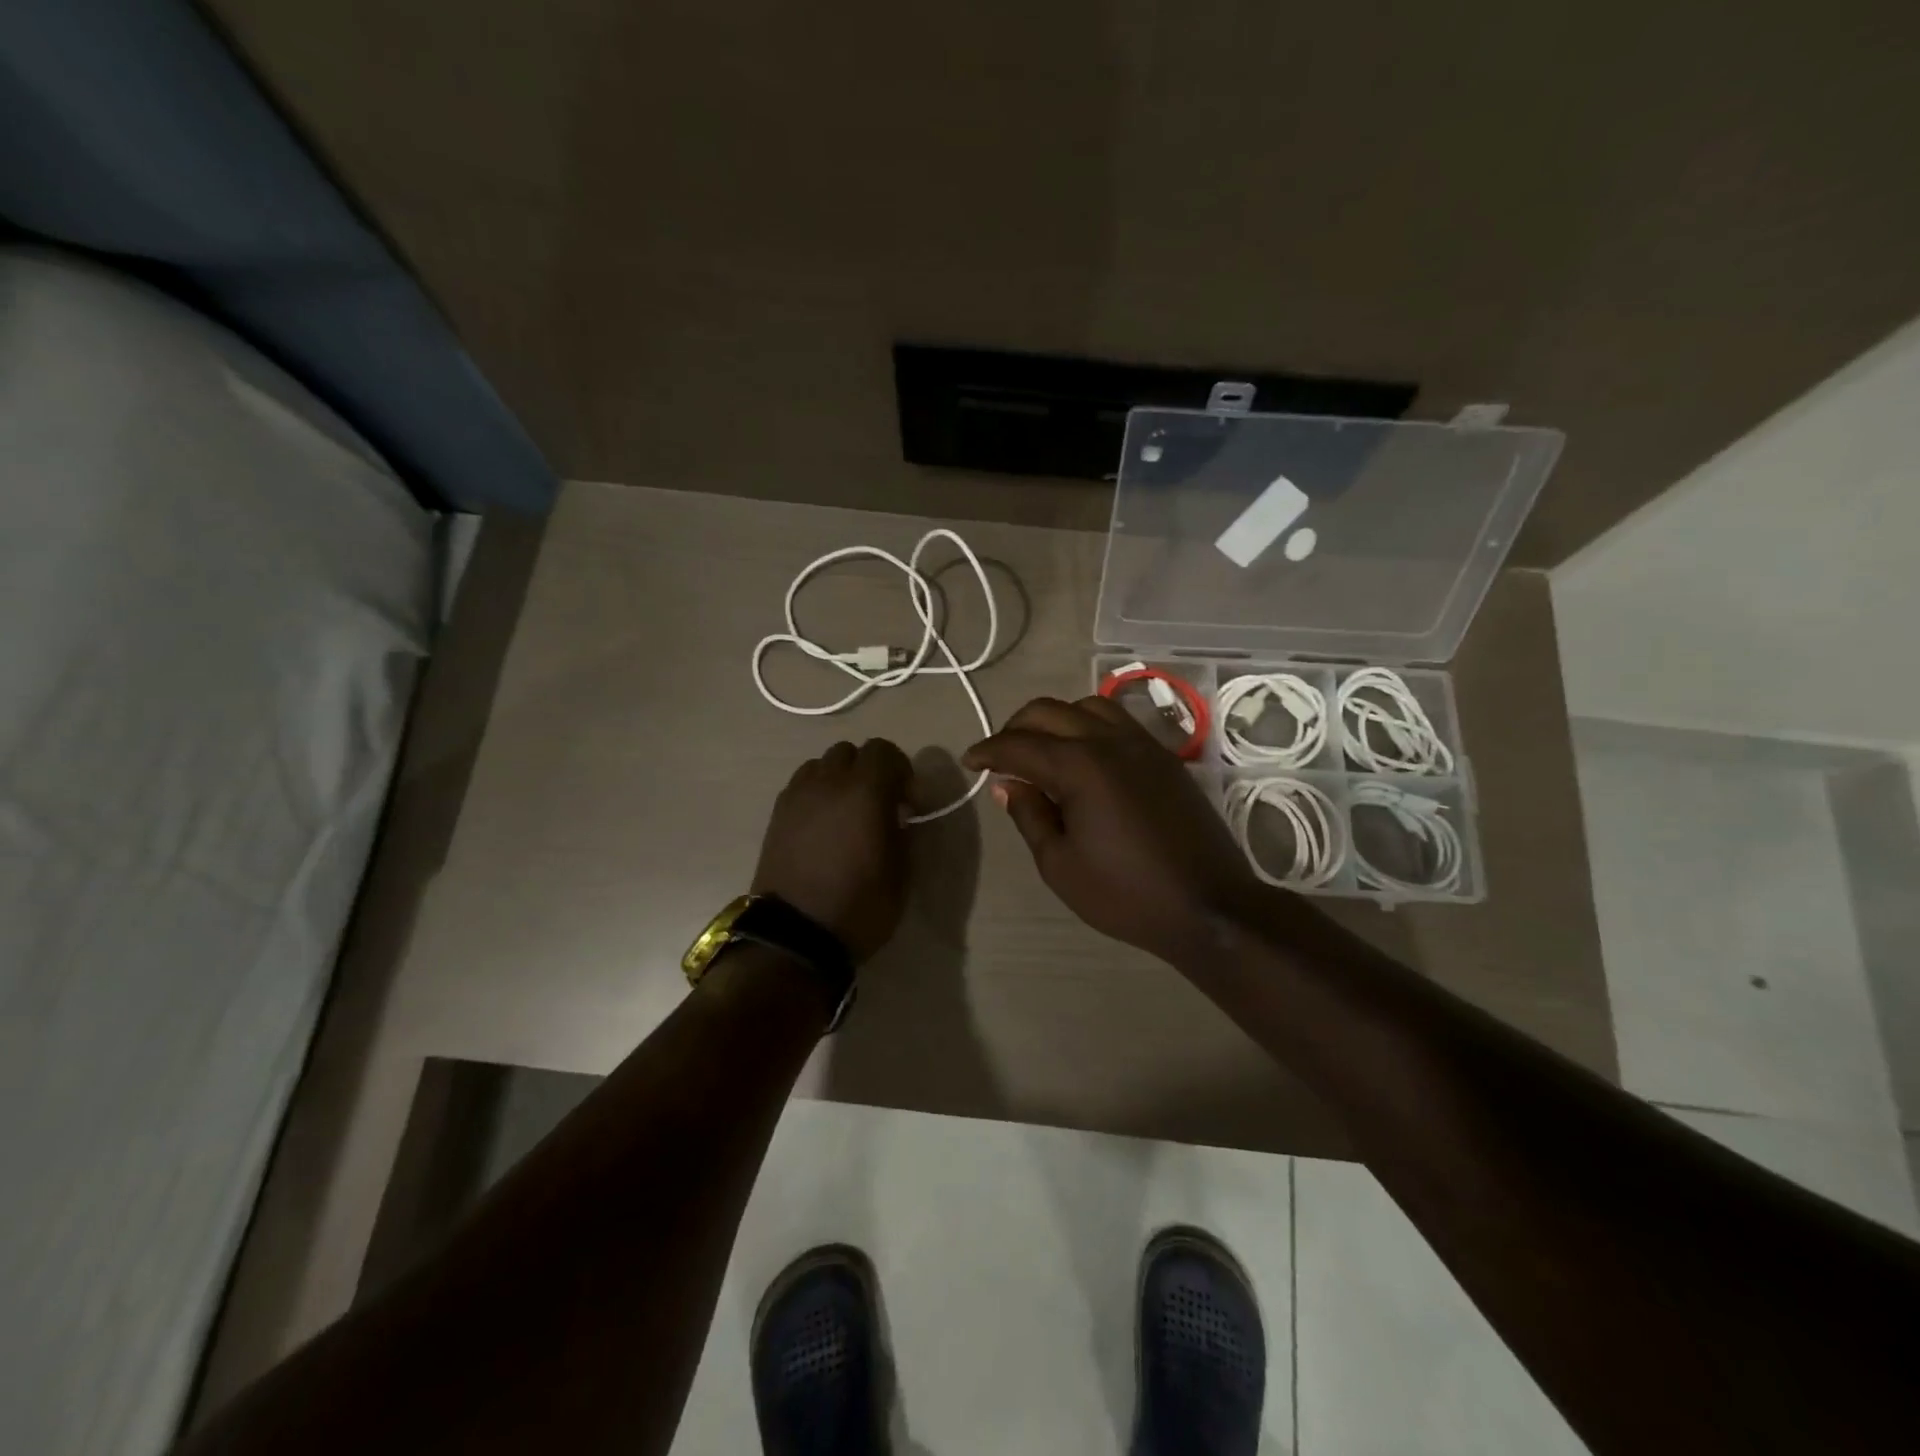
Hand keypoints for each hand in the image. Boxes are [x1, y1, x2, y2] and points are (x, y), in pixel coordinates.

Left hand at [753, 739, 912, 962]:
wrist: (796, 935)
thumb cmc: (860, 905)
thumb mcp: (901, 872)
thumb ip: (903, 831)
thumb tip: (896, 813)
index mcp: (865, 791)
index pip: (884, 751)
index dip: (901, 770)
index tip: (907, 802)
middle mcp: (828, 782)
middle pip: (850, 751)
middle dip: (869, 769)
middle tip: (878, 803)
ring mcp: (797, 796)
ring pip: (821, 764)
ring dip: (839, 778)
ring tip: (846, 811)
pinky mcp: (777, 814)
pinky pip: (801, 785)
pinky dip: (816, 792)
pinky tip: (822, 824)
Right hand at [963, 696, 1261, 962]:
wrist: (1208, 906)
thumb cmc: (1125, 893)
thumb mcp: (1059, 865)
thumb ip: (1029, 815)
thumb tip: (1007, 784)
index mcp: (1079, 766)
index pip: (1019, 744)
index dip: (987, 750)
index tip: (968, 762)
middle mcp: (1109, 741)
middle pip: (1049, 711)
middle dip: (1016, 727)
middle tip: (1000, 757)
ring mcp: (1142, 744)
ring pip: (1087, 705)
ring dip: (1056, 719)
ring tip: (1042, 750)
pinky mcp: (1165, 756)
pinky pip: (1119, 721)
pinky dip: (1089, 725)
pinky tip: (1084, 756)